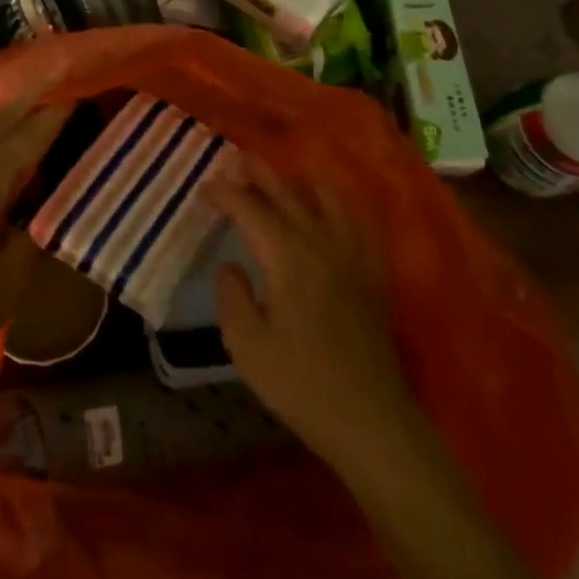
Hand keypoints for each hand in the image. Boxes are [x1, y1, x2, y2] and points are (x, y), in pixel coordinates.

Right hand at [205, 160, 419, 473]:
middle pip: (288, 195)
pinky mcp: (372, 274)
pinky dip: (341, 202)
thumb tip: (231, 266)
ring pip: (326, 200)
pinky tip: (334, 205)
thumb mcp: (247, 347)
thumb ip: (232, 298)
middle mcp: (321, 244)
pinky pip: (358, 222)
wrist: (371, 421)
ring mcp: (352, 256)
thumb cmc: (302, 385)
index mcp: (288, 258)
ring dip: (299, 181)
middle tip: (238, 157)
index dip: (226, 194)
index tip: (205, 185)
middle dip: (260, 174)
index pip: (251, 211)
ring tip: (283, 174)